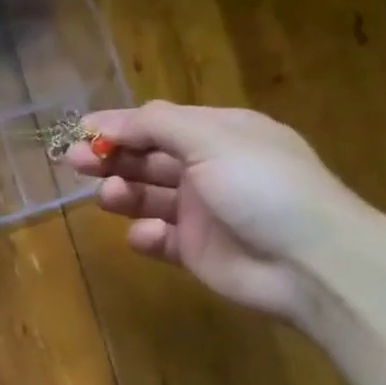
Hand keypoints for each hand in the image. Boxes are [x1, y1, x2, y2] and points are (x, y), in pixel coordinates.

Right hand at [66, 102, 370, 322]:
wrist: (311, 263)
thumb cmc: (263, 187)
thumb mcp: (213, 140)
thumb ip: (159, 127)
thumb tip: (114, 121)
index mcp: (220, 134)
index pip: (159, 123)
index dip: (120, 125)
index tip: (80, 130)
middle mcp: (209, 168)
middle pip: (148, 157)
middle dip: (111, 157)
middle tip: (75, 161)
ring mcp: (202, 211)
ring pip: (148, 196)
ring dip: (123, 192)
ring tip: (109, 196)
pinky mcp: (195, 250)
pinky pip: (159, 238)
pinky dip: (145, 235)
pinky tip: (144, 235)